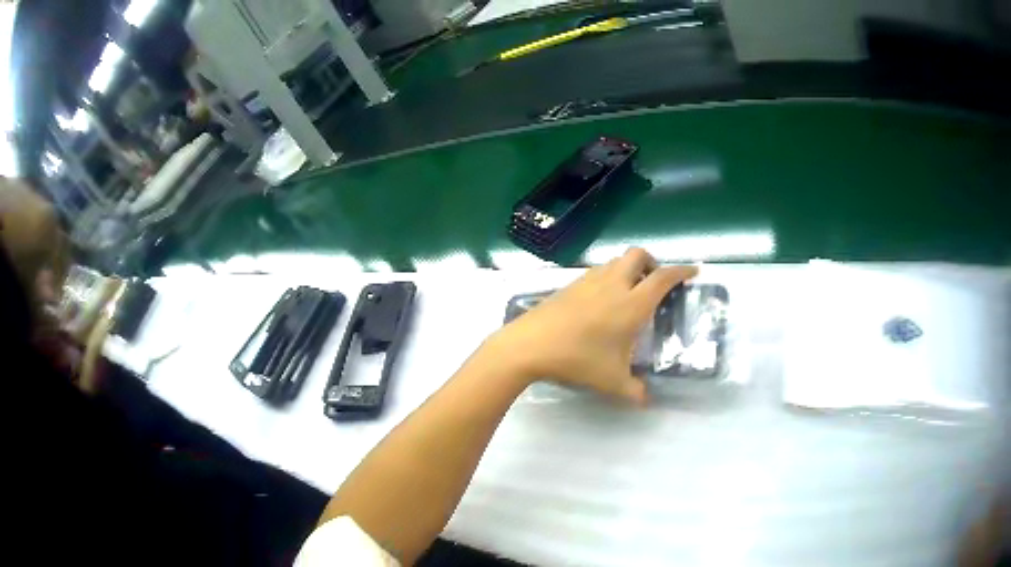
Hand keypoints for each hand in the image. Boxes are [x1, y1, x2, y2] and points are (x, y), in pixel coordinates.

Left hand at [486, 248, 697, 403]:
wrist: (529, 345)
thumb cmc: (577, 360)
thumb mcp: (611, 381)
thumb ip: (634, 391)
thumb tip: (646, 400)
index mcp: (631, 304)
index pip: (663, 278)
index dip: (681, 271)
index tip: (692, 271)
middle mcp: (613, 284)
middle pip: (639, 255)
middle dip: (653, 262)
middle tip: (655, 283)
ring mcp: (589, 281)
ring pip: (616, 261)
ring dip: (629, 268)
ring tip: (630, 292)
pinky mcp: (570, 285)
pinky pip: (597, 271)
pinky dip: (609, 276)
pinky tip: (602, 301)